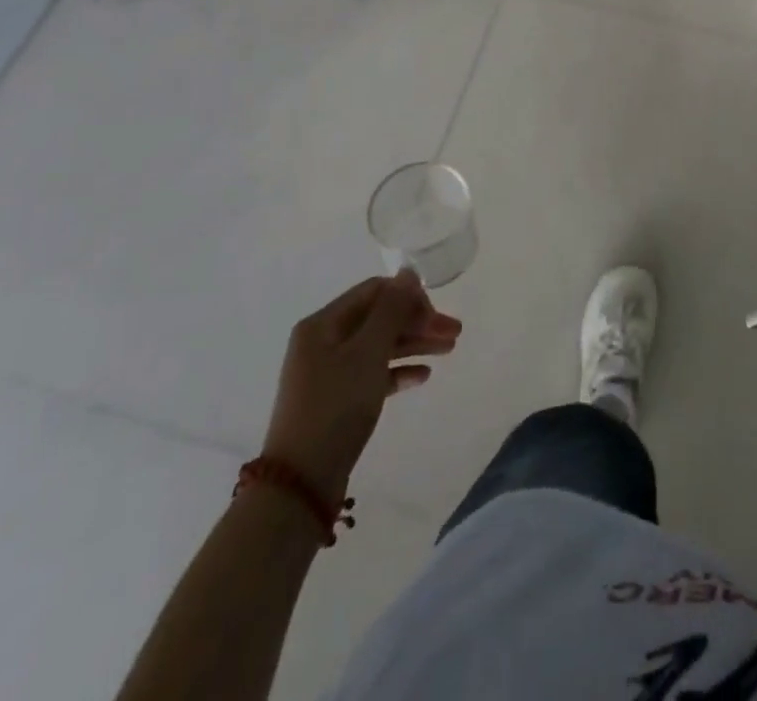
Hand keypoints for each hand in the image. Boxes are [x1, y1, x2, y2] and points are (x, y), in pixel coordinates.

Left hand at [260, 271, 460, 503]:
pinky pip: (373, 374)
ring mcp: (329, 373)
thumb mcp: (368, 352)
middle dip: (417, 321)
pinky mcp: (337, 401)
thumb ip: (391, 310)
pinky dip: (399, 370)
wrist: (301, 484)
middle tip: (455, 333)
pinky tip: (423, 376)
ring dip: (414, 343)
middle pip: (379, 319)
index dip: (408, 297)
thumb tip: (407, 272)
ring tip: (450, 350)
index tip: (437, 314)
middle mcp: (323, 342)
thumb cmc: (335, 407)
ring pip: (379, 346)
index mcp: (323, 324)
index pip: (374, 292)